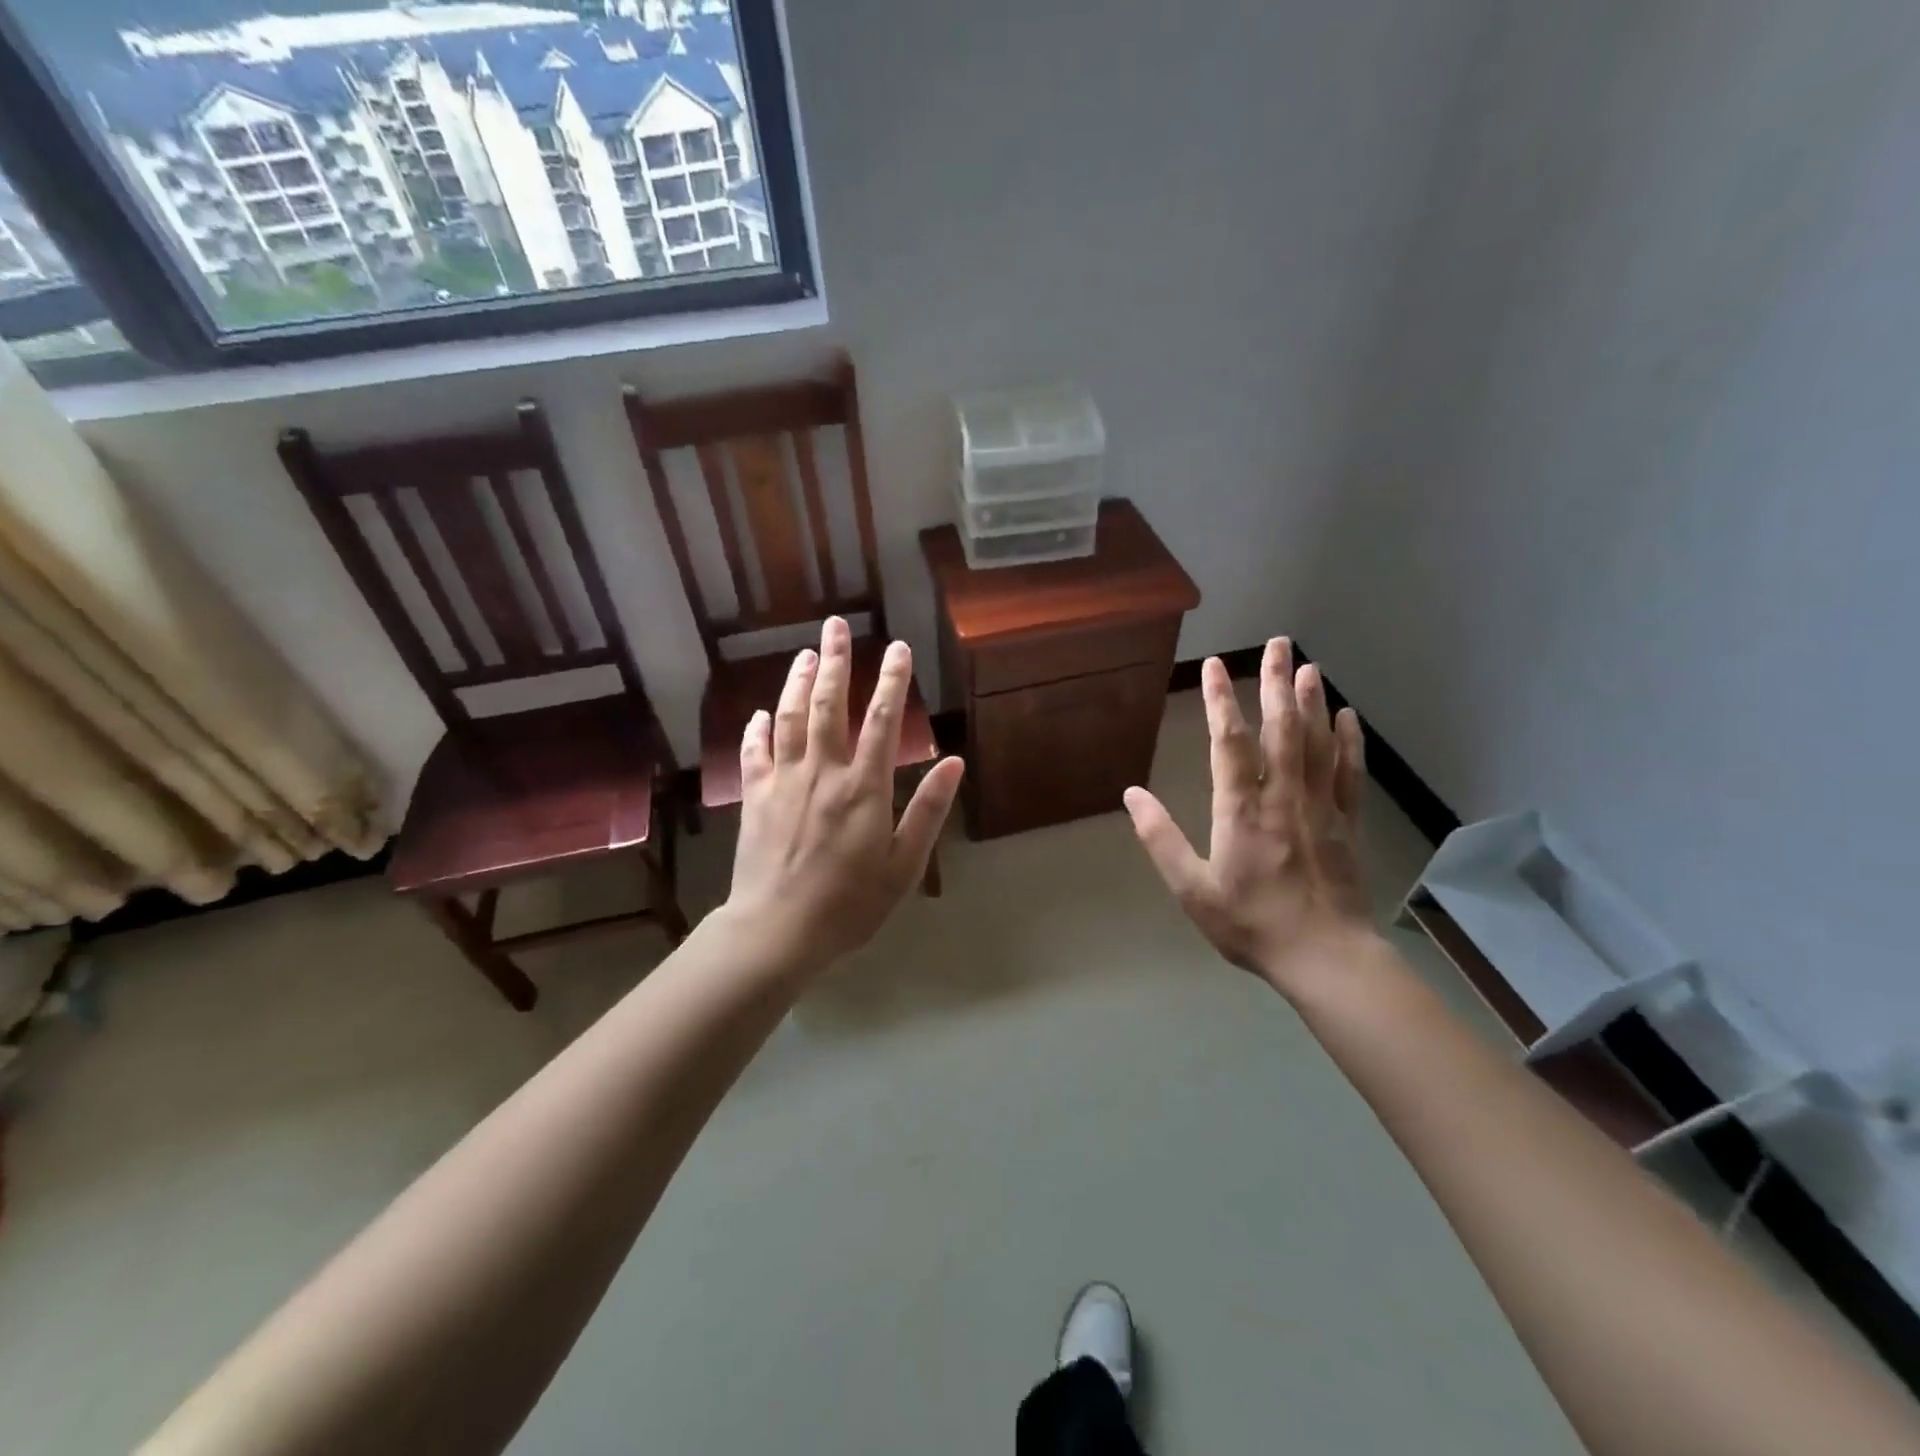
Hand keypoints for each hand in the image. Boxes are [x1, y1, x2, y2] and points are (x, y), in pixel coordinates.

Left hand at [724, 617, 964, 976]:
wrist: (777, 930)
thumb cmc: (849, 903)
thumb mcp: (903, 865)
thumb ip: (927, 810)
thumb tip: (954, 761)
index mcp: (863, 787)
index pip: (880, 720)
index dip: (890, 680)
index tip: (897, 647)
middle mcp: (822, 772)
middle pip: (827, 705)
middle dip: (835, 662)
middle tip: (835, 625)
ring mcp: (783, 782)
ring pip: (789, 718)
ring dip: (796, 682)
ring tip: (804, 653)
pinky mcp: (755, 798)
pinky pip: (754, 753)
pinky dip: (757, 730)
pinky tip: (759, 713)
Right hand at [1124, 638, 1373, 994]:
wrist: (1324, 957)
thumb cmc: (1251, 923)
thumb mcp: (1191, 889)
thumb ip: (1160, 838)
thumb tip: (1131, 796)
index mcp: (1241, 810)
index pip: (1230, 743)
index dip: (1222, 701)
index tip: (1216, 665)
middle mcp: (1283, 797)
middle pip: (1282, 729)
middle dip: (1277, 683)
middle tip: (1279, 643)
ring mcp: (1321, 807)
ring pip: (1317, 743)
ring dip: (1312, 701)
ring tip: (1308, 666)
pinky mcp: (1347, 823)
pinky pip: (1349, 773)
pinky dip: (1348, 741)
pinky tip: (1346, 717)